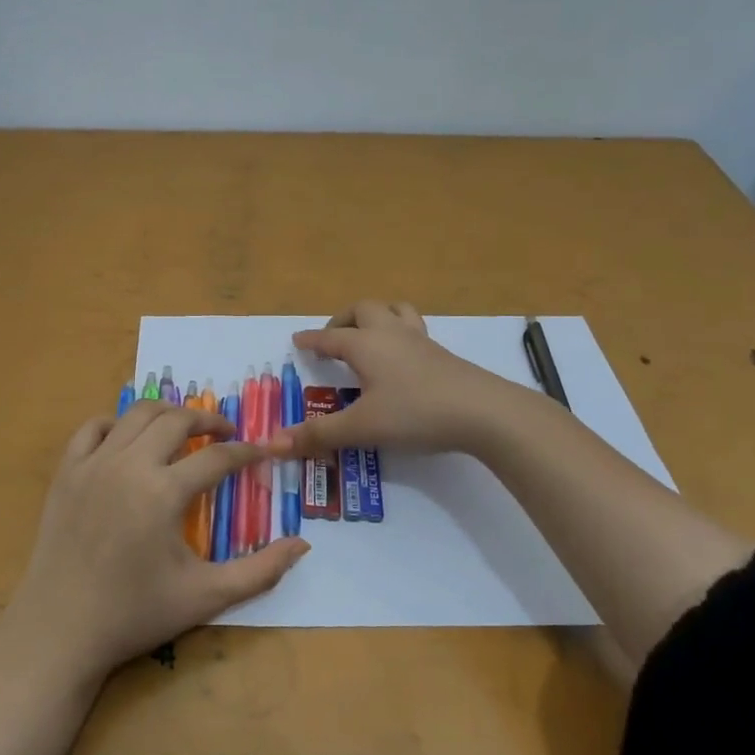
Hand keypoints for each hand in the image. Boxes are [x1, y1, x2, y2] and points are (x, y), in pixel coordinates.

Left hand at [5, 403, 309, 682]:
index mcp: (164, 492)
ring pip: (136, 414)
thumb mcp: (205, 597)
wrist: (60, 631)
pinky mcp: (66, 471)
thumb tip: (303, 545)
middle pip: (177, 420)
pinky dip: (115, 422)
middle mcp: (129, 465)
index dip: (246, 452)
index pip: (217, 457)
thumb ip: (259, 571)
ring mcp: (93, 463)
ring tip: (183, 427)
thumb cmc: (135, 614)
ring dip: (166, 413)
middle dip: (208, 420)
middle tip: (225, 433)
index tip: (262, 452)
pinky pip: (91, 427)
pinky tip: (128, 438)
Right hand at [269, 300, 517, 458]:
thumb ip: (318, 435)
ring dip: (377, 317)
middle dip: (344, 320)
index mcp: (365, 345)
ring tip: (369, 336)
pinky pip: (415, 329)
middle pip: (364, 310)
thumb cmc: (415, 413)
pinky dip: (400, 333)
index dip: (311, 339)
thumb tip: (271, 444)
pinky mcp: (443, 354)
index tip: (297, 340)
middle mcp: (390, 334)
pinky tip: (403, 358)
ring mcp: (421, 341)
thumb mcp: (361, 427)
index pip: (330, 337)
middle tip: (334, 339)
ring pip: (395, 311)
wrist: (483, 411)